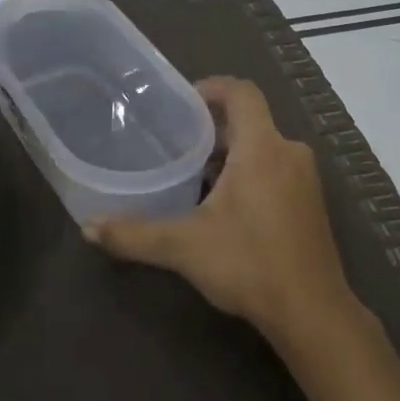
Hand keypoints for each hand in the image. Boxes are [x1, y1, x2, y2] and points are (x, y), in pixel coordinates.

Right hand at [86, 77, 357, 348]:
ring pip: (262, 149)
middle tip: (174, 146)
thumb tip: (87, 228)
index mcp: (263, 148)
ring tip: (192, 177)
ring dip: (230, 156)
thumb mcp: (184, 247)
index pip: (241, 93)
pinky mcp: (310, 204)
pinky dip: (249, 176)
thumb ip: (134, 234)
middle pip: (249, 122)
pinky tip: (223, 208)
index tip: (181, 103)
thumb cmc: (249, 265)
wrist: (311, 312)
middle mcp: (289, 154)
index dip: (211, 88)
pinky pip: (276, 171)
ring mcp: (305, 180)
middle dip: (212, 130)